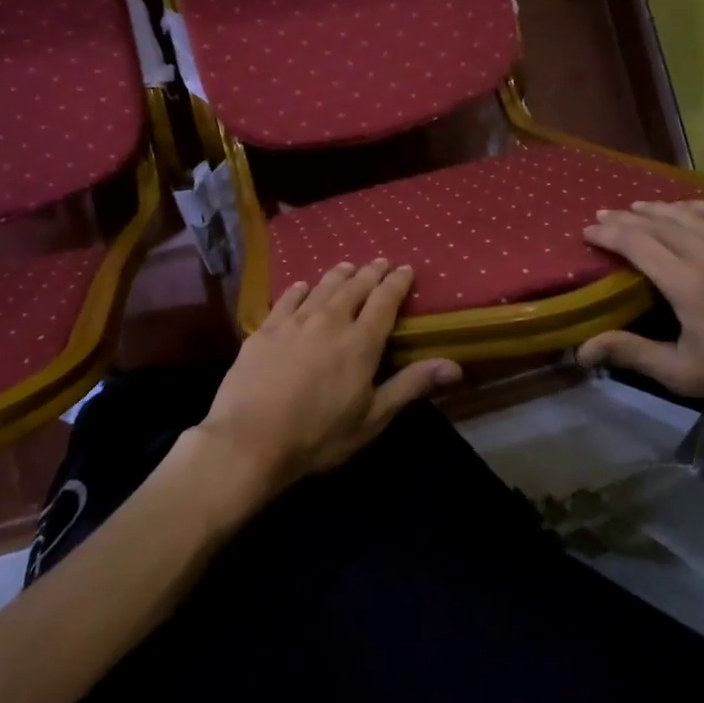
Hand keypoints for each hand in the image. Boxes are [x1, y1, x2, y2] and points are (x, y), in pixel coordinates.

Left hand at [197, 261, 461, 499]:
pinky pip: (286, 299)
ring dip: (338, 275)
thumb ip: (410, 386)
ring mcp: (294, 322)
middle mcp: (330, 321)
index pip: (384, 300)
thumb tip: (454, 365)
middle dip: (370, 272)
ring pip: (322, 287)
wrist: (249, 440)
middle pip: (354, 287)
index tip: (405, 269)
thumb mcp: (372, 418)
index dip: (397, 282)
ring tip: (347, 266)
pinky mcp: (264, 330)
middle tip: (380, 261)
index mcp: (360, 342)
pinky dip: (299, 289)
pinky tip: (302, 286)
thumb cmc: (318, 435)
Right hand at [578, 201, 703, 423]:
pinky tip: (683, 208)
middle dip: (625, 218)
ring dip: (656, 208)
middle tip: (601, 217)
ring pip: (687, 213)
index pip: (638, 244)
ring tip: (633, 208)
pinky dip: (694, 206)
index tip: (587, 232)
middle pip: (657, 224)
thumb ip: (631, 353)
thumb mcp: (682, 373)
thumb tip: (582, 350)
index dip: (609, 235)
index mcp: (689, 284)